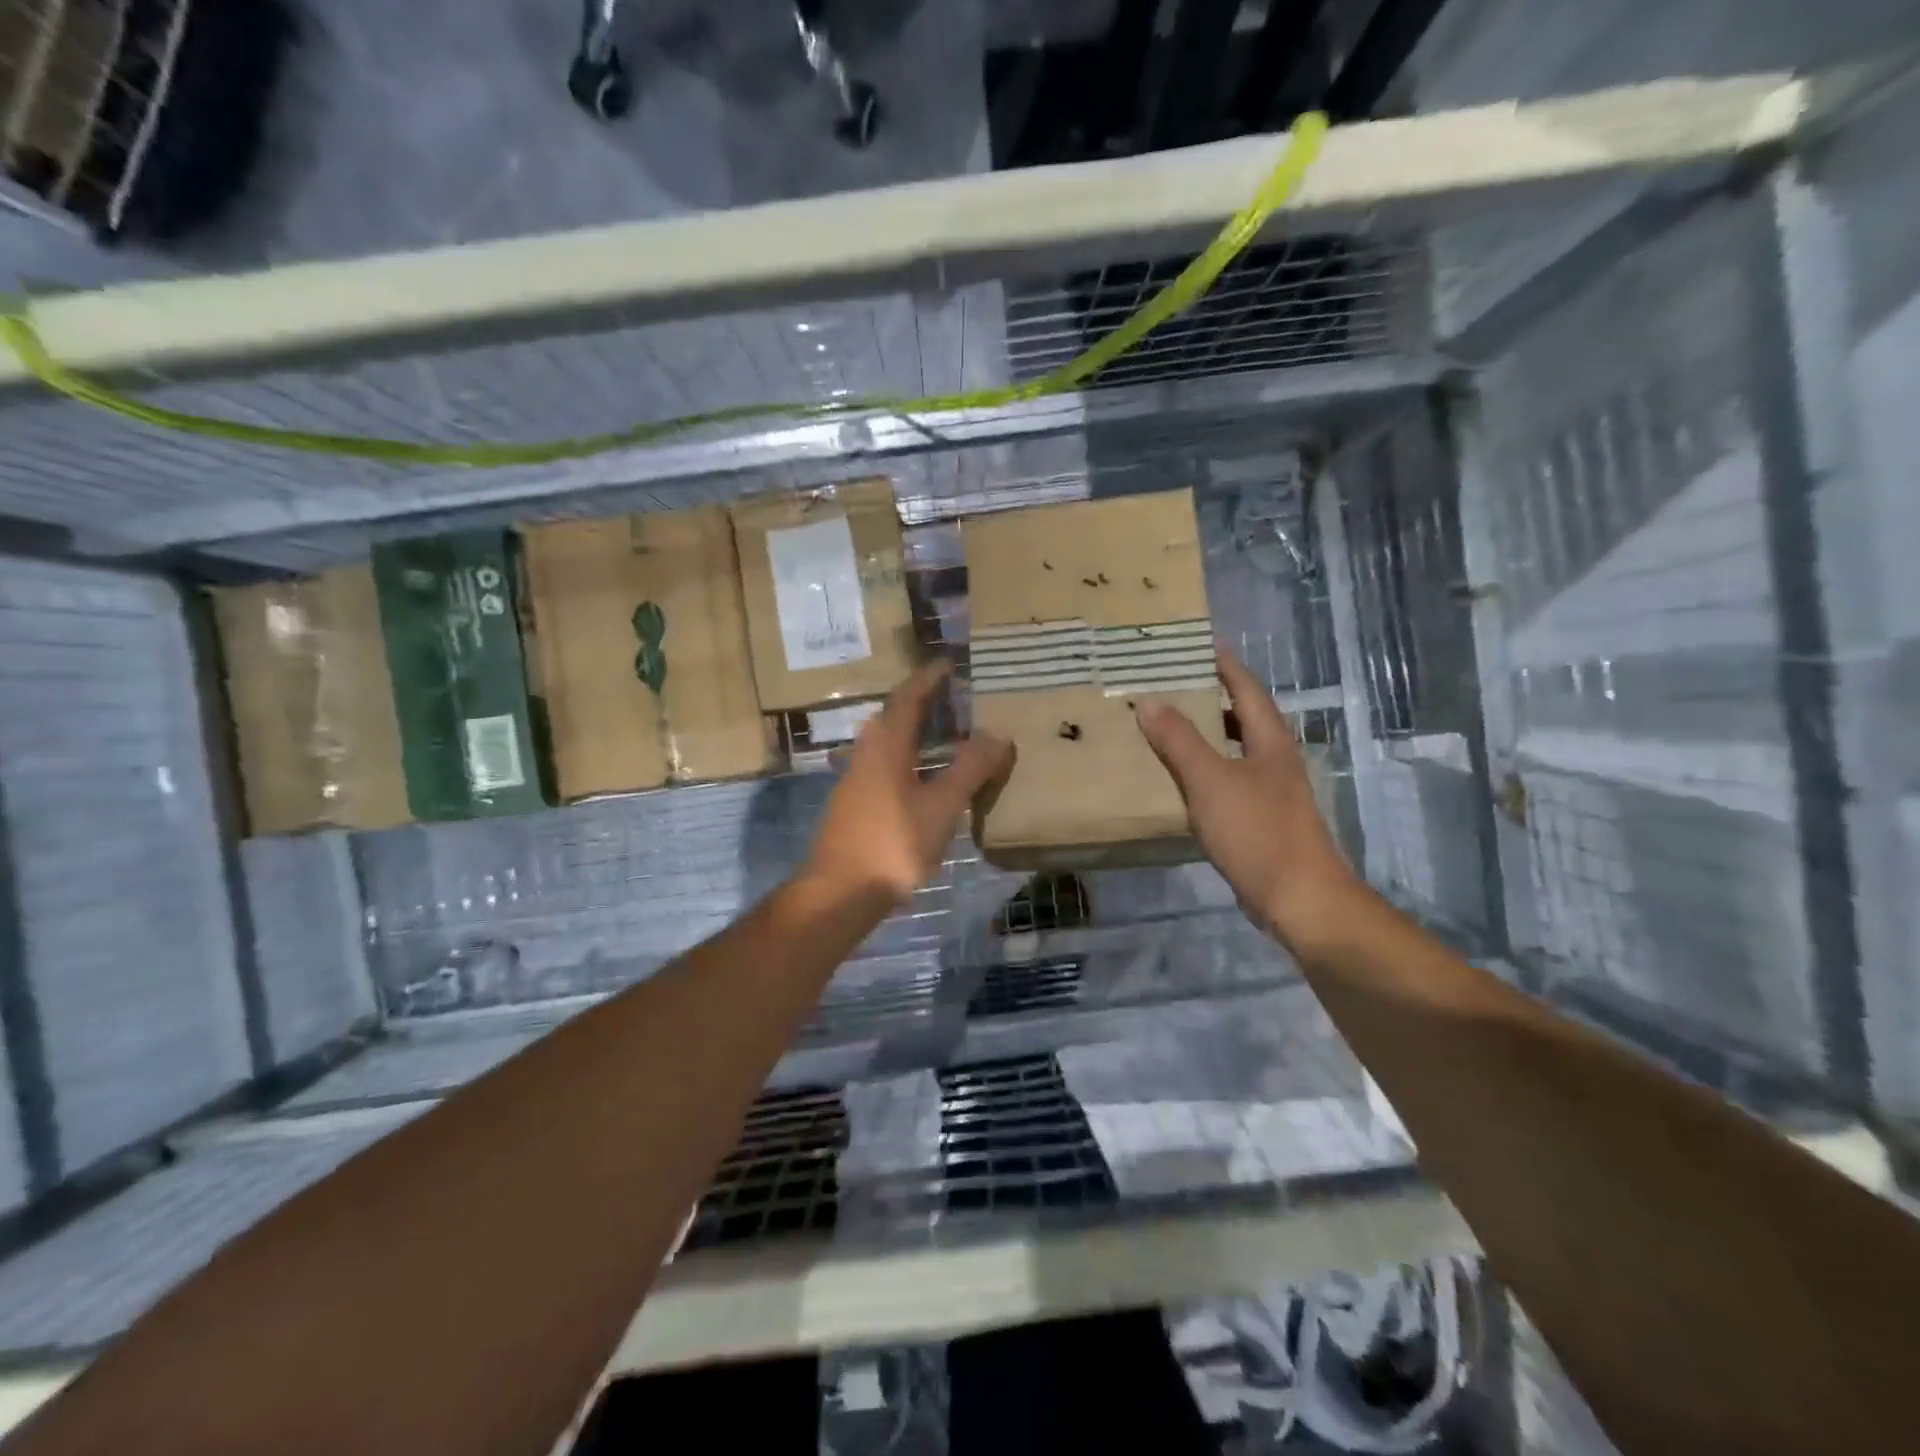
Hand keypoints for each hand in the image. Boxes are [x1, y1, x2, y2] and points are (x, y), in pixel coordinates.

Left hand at [803, 661, 1014, 905]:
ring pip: (889, 744)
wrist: (840, 892)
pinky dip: (910, 760)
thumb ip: (970, 769)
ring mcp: (856, 781)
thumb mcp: (941, 806)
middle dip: (924, 704)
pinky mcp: (855, 805)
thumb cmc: (892, 843)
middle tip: (956, 700)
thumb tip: (998, 734)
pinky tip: (926, 779)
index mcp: (886, 746)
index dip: (929, 679)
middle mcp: (866, 754)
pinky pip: (886, 767)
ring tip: (948, 736)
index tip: (949, 665)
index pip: (908, 698)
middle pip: (895, 718)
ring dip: (916, 733)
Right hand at [1134, 646, 1366, 950]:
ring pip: (1236, 750)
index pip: (1246, 689)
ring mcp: (1271, 792)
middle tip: (1172, 684)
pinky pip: (1229, 781)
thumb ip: (1179, 741)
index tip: (1198, 645)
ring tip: (1169, 726)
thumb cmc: (1257, 831)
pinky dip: (1206, 770)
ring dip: (1207, 735)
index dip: (1225, 665)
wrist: (1299, 899)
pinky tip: (1182, 780)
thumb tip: (1149, 701)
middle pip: (1243, 717)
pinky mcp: (1262, 820)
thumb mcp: (1210, 780)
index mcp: (1270, 741)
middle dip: (1211, 698)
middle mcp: (1275, 760)